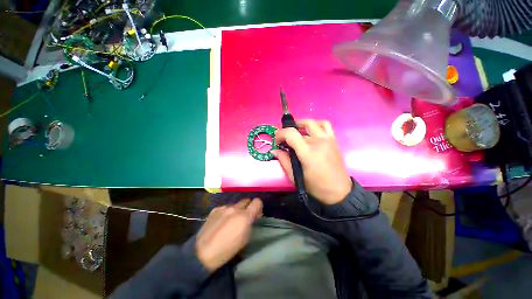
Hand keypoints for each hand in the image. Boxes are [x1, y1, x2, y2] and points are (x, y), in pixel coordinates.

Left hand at [195, 198, 262, 271]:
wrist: (203, 252)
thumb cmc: (228, 249)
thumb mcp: (245, 238)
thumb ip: (250, 223)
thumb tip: (252, 216)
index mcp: (245, 215)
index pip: (257, 201)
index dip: (258, 207)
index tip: (256, 214)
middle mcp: (235, 208)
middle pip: (246, 200)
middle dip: (248, 207)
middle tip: (244, 217)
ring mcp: (224, 207)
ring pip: (235, 204)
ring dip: (237, 210)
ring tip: (231, 221)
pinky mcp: (215, 209)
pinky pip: (225, 207)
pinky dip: (227, 213)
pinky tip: (221, 222)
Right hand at [273, 119, 351, 204]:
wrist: (338, 191)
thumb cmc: (315, 186)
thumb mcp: (295, 177)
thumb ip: (284, 161)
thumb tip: (275, 150)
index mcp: (308, 152)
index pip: (291, 133)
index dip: (280, 134)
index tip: (277, 141)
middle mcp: (318, 142)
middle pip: (299, 127)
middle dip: (287, 131)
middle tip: (284, 139)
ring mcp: (327, 139)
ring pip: (312, 122)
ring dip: (301, 124)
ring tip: (296, 131)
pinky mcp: (333, 140)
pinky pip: (325, 125)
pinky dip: (316, 124)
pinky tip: (311, 131)